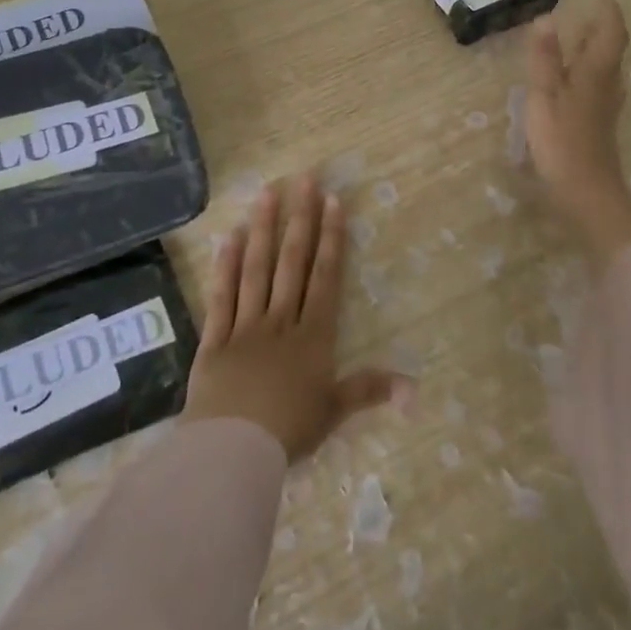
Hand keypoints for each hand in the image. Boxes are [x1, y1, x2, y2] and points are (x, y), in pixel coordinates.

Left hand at [181, 173, 399, 460]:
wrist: (234, 450)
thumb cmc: (289, 432)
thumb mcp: (334, 412)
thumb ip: (370, 391)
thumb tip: (415, 388)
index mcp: (313, 337)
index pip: (325, 277)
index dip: (331, 237)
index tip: (332, 201)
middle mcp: (281, 320)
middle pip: (292, 262)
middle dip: (300, 219)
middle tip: (303, 179)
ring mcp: (245, 325)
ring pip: (256, 269)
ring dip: (262, 229)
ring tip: (266, 193)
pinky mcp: (215, 338)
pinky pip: (221, 296)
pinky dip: (224, 266)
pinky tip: (227, 237)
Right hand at [524, 0, 630, 244]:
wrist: (587, 192)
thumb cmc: (562, 140)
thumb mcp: (544, 95)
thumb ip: (545, 58)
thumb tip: (547, 17)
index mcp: (595, 73)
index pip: (610, 34)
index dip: (608, 13)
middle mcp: (606, 86)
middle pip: (611, 51)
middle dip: (602, 29)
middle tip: (588, 13)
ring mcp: (604, 108)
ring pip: (606, 70)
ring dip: (596, 51)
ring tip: (579, 40)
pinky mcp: (598, 125)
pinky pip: (598, 87)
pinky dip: (588, 73)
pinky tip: (576, 81)